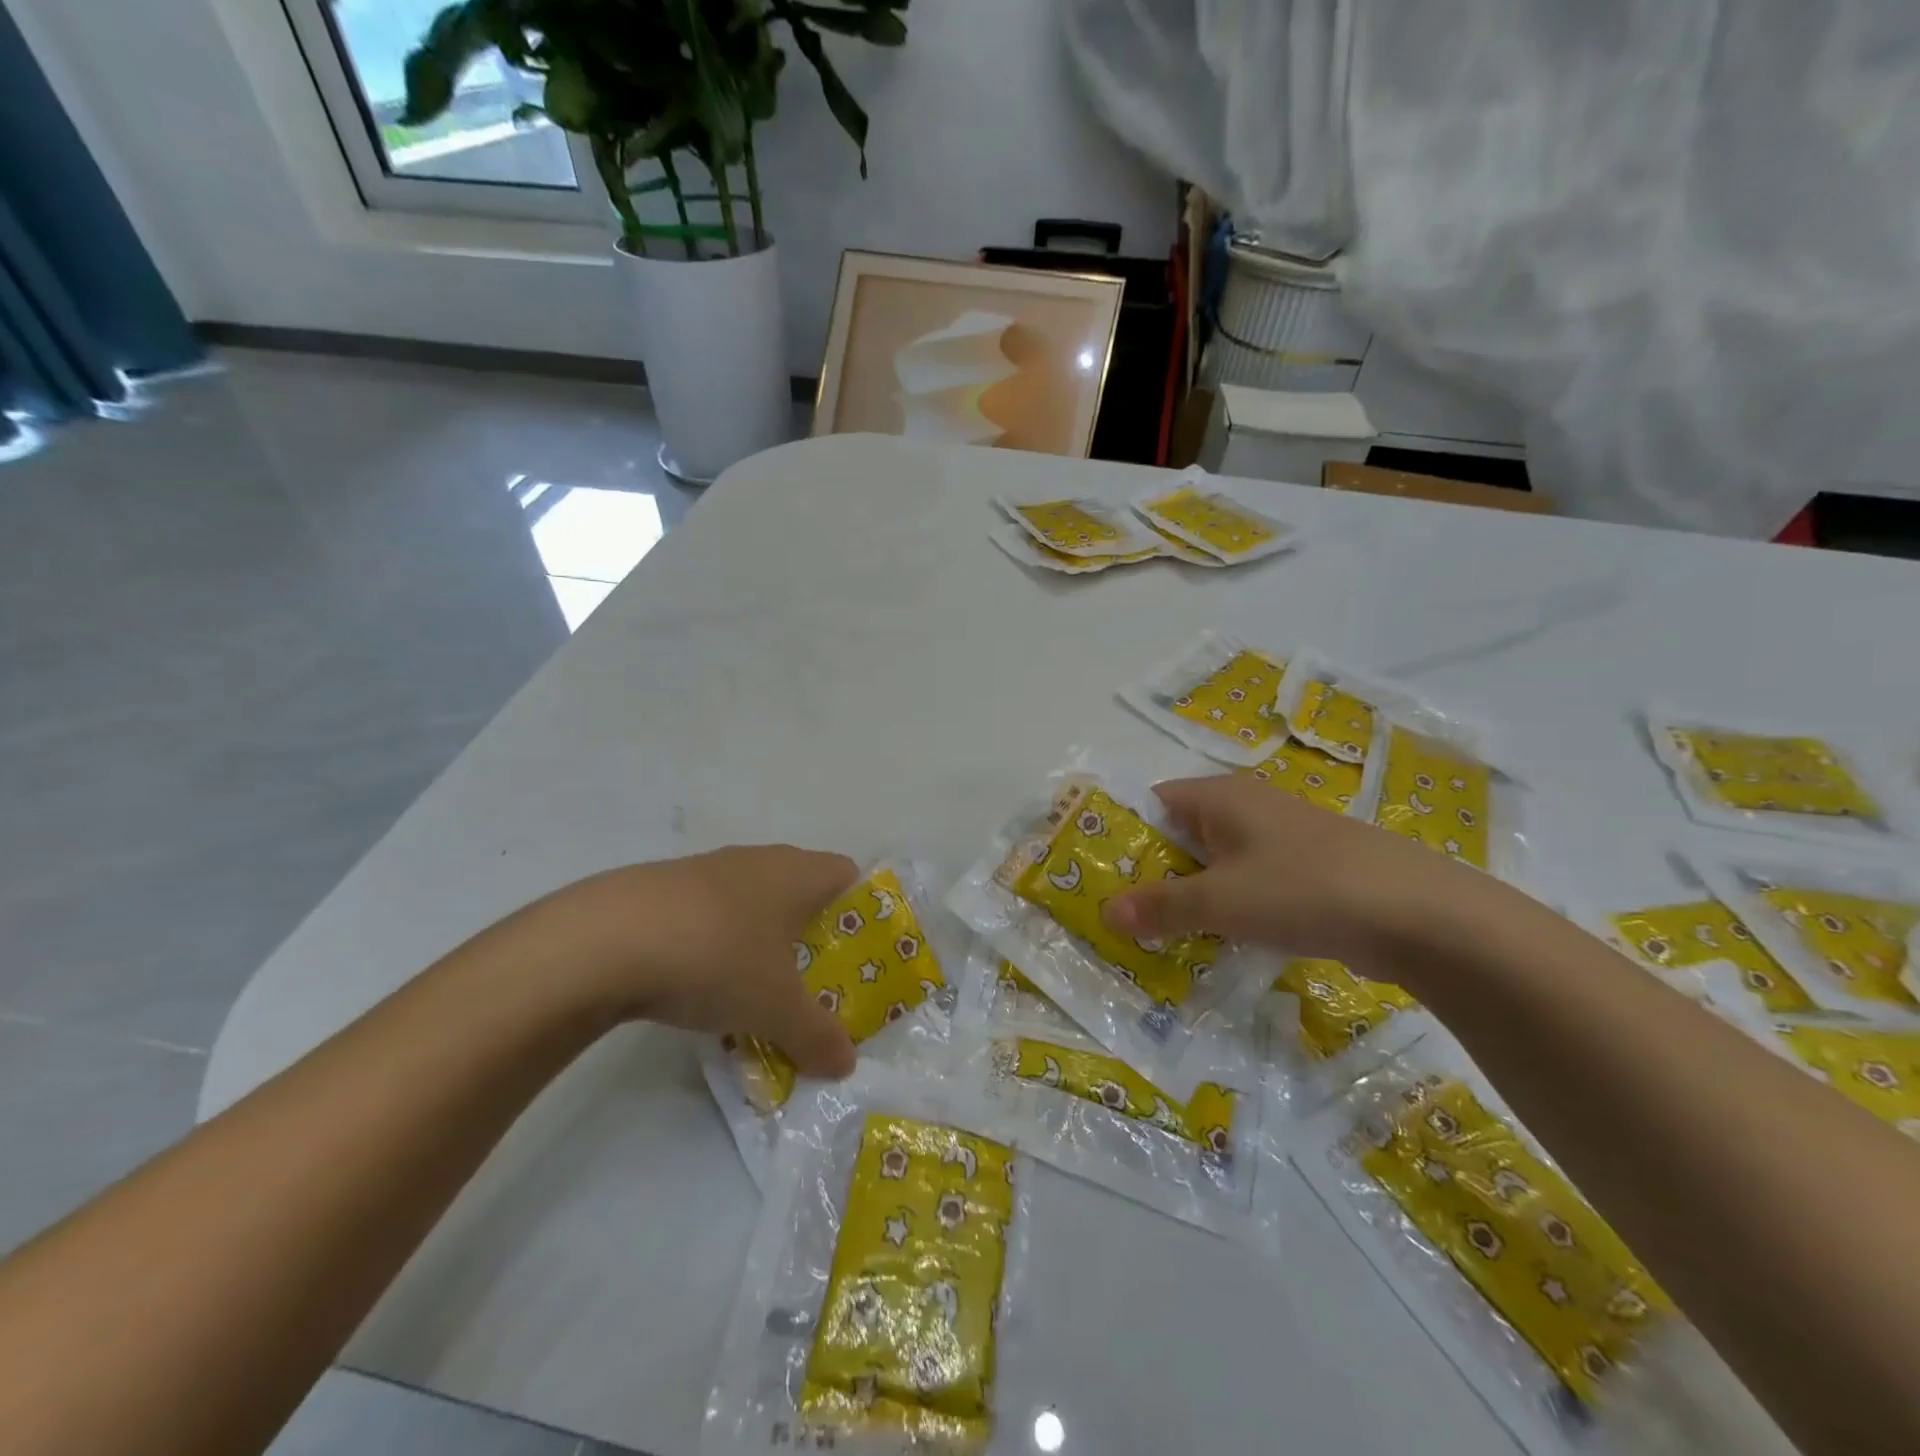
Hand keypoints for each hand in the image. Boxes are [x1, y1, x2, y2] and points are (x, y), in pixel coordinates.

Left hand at [504, 846, 860, 1077]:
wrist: (605, 940)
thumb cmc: (717, 958)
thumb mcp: (776, 1009)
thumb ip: (817, 1036)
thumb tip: (846, 1064)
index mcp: (798, 873)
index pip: (848, 875)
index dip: (860, 912)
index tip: (856, 957)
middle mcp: (759, 860)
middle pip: (801, 889)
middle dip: (810, 934)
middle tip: (811, 982)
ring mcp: (708, 869)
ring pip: (753, 902)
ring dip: (760, 939)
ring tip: (756, 990)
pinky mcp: (665, 888)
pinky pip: (710, 913)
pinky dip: (716, 942)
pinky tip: (700, 983)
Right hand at [1101, 776, 1467, 969]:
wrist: (1420, 915)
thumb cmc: (1303, 889)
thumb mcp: (1221, 901)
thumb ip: (1161, 907)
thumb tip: (1106, 913)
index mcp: (1221, 797)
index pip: (1154, 802)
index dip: (1123, 833)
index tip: (1099, 873)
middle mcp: (1249, 808)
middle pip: (1182, 834)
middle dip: (1153, 872)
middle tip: (1122, 913)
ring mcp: (1283, 841)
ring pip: (1218, 864)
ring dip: (1191, 895)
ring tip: (1159, 934)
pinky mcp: (1309, 873)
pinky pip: (1251, 885)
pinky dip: (1229, 908)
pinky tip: (1219, 942)